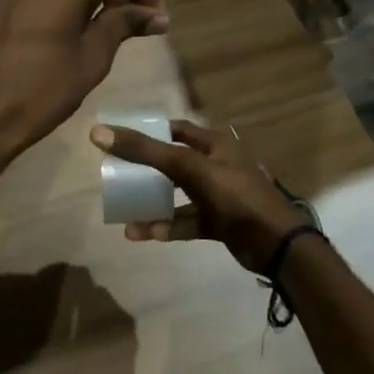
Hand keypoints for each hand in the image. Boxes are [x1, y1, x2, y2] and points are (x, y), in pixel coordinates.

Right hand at [90, 119, 311, 273]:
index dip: (150, 131)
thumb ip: (145, 151)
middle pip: (174, 162)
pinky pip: (185, 221)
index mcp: (216, 144)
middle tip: (117, 173)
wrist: (276, 244)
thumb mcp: (188, 167)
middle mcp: (217, 165)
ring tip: (123, 208)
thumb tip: (98, 132)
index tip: (121, 139)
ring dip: (152, 202)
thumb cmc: (234, 195)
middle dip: (146, 169)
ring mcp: (219, 195)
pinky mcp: (218, 222)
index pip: (176, 129)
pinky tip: (140, 233)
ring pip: (177, 194)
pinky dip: (165, 226)